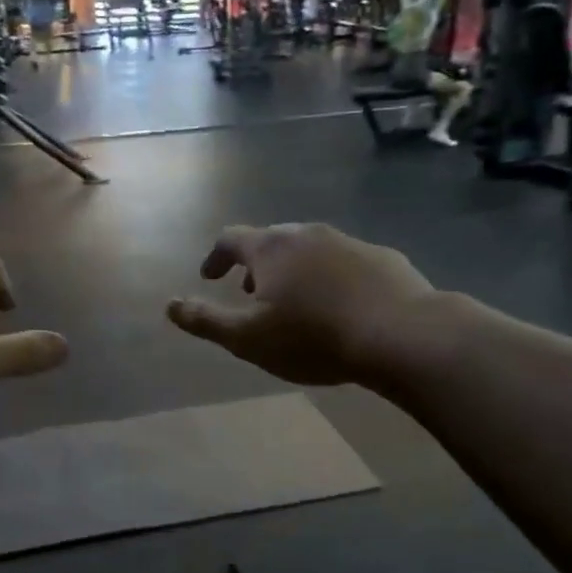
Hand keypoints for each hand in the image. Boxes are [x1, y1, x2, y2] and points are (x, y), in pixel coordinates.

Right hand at [167, 223, 433, 385]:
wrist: (402, 334)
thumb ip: (205, 321)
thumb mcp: (248, 339)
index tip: (209, 277)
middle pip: (271, 240)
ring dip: (292, 269)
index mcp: (271, 248)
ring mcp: (348, 241)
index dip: (215, 257)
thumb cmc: (314, 337)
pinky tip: (340, 305)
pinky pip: (343, 262)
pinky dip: (329, 277)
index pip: (230, 239)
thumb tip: (169, 305)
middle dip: (255, 264)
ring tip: (294, 300)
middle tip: (250, 291)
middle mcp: (307, 233)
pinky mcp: (382, 257)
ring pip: (309, 249)